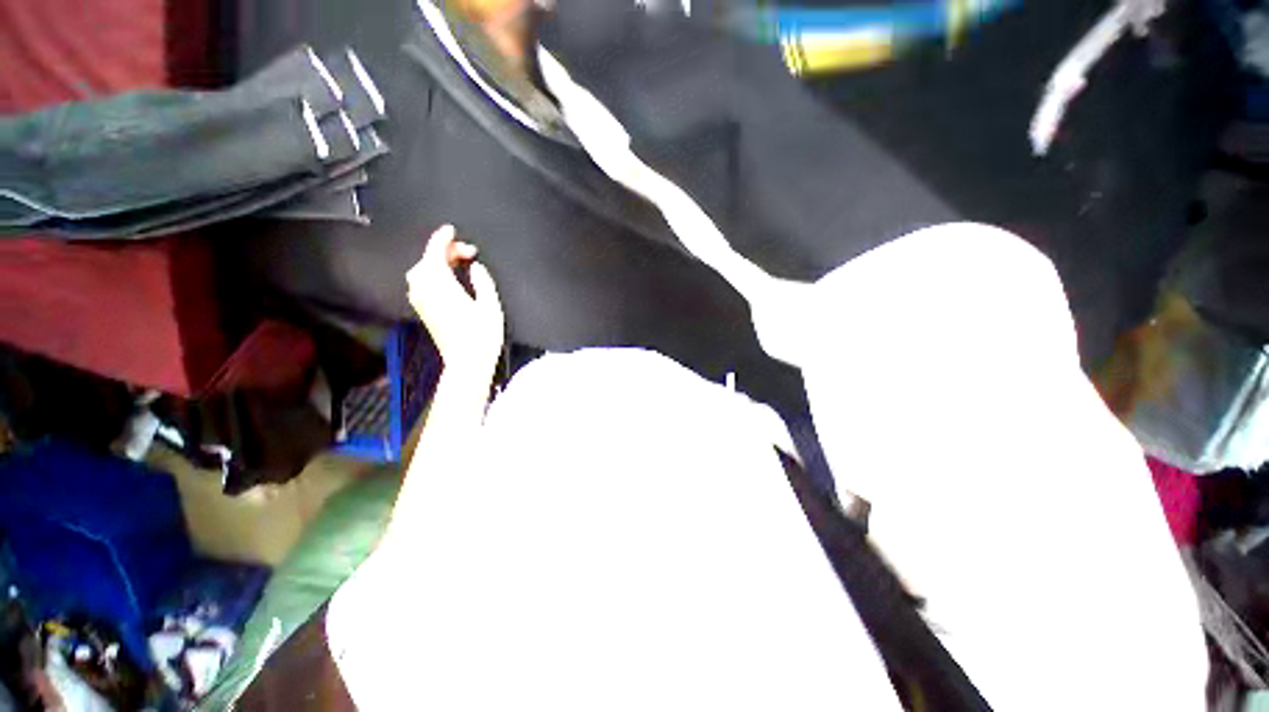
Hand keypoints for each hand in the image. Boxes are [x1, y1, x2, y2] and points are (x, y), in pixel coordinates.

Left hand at [407, 225, 504, 377]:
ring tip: (460, 264)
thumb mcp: (490, 306)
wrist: (466, 363)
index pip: (435, 252)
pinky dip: (433, 274)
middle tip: (469, 253)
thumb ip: (483, 281)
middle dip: (445, 251)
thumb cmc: (481, 337)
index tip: (451, 230)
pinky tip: (449, 278)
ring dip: (438, 262)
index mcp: (440, 285)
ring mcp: (421, 301)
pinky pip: (422, 282)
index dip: (443, 238)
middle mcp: (425, 290)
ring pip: (422, 271)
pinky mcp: (423, 310)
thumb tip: (475, 267)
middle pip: (427, 260)